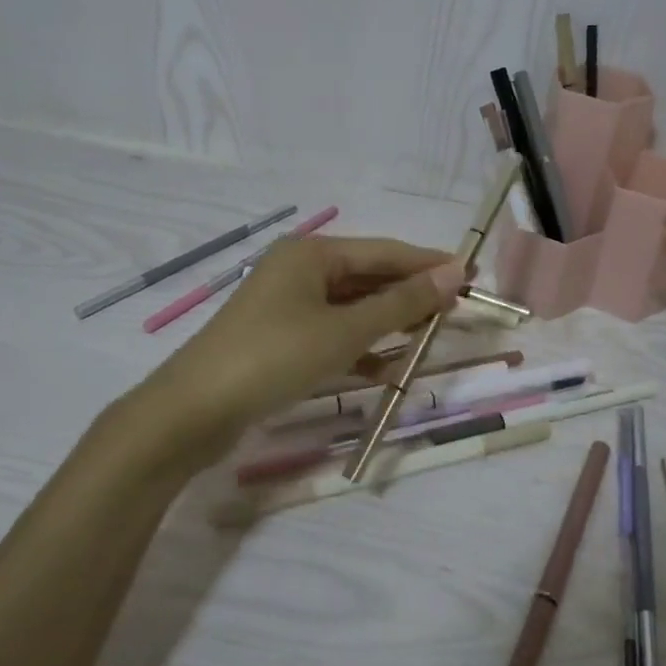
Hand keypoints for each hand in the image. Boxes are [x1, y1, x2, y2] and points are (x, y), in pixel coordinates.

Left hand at [129, 235, 465, 462]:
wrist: (193, 412)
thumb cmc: (274, 358)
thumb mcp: (345, 331)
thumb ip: (401, 304)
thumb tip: (454, 274)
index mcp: (312, 254)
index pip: (385, 252)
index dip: (429, 264)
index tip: (471, 277)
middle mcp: (300, 271)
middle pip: (369, 278)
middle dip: (410, 296)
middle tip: (456, 312)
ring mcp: (288, 307)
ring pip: (353, 309)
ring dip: (389, 324)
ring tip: (429, 338)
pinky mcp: (282, 340)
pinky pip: (334, 334)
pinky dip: (361, 348)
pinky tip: (389, 367)